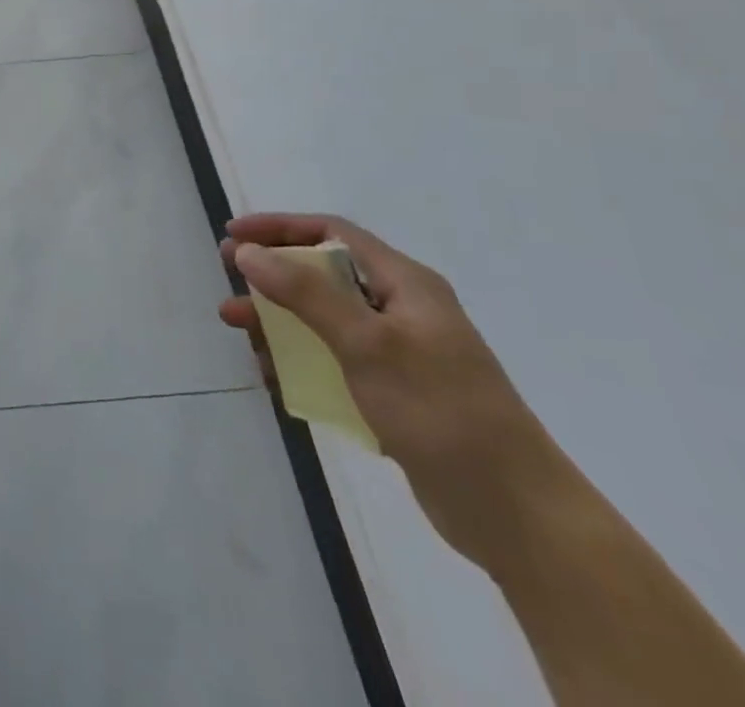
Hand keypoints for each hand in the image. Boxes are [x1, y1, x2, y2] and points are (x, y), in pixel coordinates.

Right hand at [217, 213, 573, 570]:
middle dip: (271, 275)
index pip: (332, 233)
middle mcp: (401, 311)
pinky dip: (299, 361)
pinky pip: (332, 361)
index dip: (279, 227)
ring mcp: (399, 355)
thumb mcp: (367, 344)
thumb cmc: (441, 412)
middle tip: (228, 278)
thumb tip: (247, 251)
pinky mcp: (394, 395)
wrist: (517, 517)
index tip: (233, 234)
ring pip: (322, 320)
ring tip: (236, 328)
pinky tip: (272, 375)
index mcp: (405, 285)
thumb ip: (304, 293)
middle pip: (323, 275)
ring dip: (277, 320)